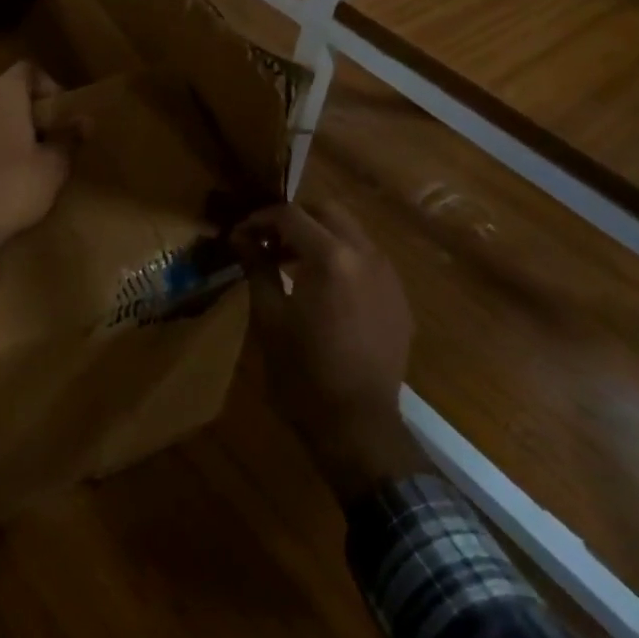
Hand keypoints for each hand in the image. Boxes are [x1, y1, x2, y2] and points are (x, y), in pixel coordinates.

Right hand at [233, 200, 427, 502]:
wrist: (358, 425)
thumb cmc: (303, 373)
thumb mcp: (269, 318)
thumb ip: (257, 267)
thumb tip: (241, 237)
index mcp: (331, 258)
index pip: (291, 215)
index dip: (260, 219)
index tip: (240, 235)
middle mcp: (366, 255)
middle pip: (327, 212)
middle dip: (294, 219)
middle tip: (266, 242)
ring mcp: (388, 276)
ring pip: (351, 232)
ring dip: (319, 236)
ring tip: (290, 263)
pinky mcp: (399, 298)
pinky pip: (368, 260)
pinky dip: (342, 259)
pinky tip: (323, 289)